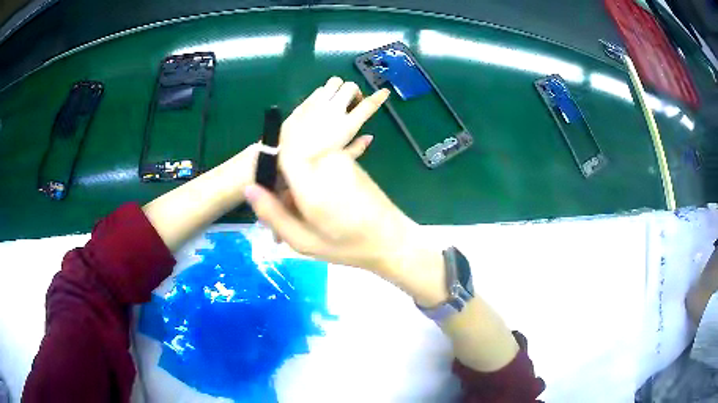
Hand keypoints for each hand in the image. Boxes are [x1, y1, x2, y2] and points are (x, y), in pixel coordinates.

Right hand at [246, 80, 523, 376]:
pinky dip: (318, 142)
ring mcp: (351, 165)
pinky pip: (333, 146)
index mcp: (324, 188)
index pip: (290, 150)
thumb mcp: (310, 246)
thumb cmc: (358, 255)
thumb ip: (279, 216)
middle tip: (274, 135)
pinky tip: (308, 157)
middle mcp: (339, 168)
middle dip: (292, 126)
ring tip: (290, 142)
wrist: (403, 248)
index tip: (262, 145)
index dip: (274, 142)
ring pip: (323, 134)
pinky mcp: (359, 166)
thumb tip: (251, 189)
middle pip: (308, 133)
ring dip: (307, 130)